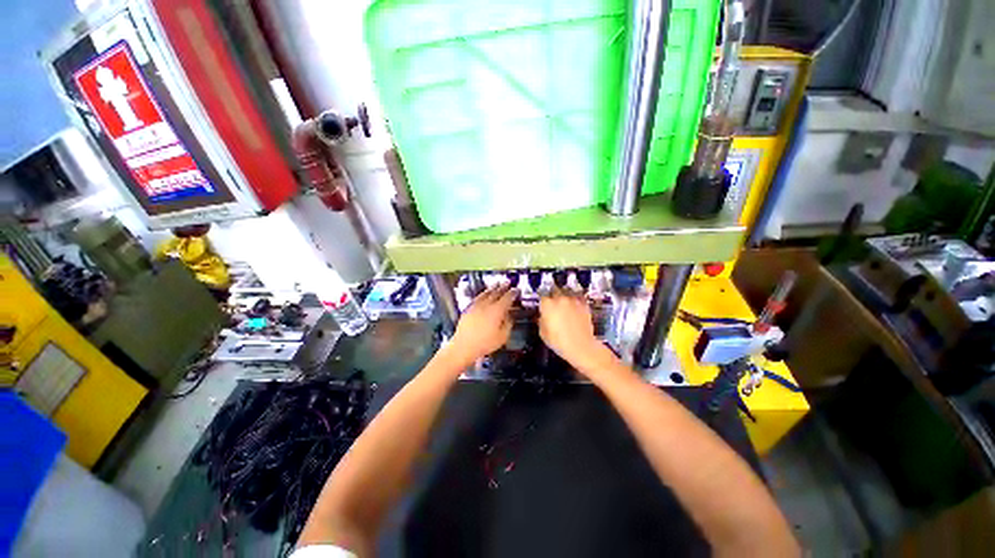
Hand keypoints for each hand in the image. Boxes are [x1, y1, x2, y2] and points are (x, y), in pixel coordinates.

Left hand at [450, 284, 515, 361]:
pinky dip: (483, 293)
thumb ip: (508, 324)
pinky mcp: (468, 308)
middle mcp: (487, 304)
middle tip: (508, 282)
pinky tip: (483, 294)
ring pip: (486, 293)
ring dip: (492, 288)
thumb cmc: (485, 343)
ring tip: (496, 284)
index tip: (517, 290)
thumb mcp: (502, 337)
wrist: (463, 346)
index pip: (507, 298)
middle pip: (496, 292)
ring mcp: (476, 305)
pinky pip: (477, 297)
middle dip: (503, 287)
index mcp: (497, 310)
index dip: (513, 293)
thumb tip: (509, 317)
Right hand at [539, 289, 614, 374]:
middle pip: (554, 290)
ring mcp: (573, 300)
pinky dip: (576, 300)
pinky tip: (575, 306)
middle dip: (553, 295)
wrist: (581, 347)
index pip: (542, 296)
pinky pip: (578, 298)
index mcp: (547, 305)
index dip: (543, 301)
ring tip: (565, 303)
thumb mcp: (543, 334)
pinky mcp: (584, 304)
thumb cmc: (559, 342)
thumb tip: (542, 317)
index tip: (543, 305)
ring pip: (567, 292)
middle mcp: (560, 299)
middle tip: (553, 303)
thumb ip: (541, 321)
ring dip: (565, 296)